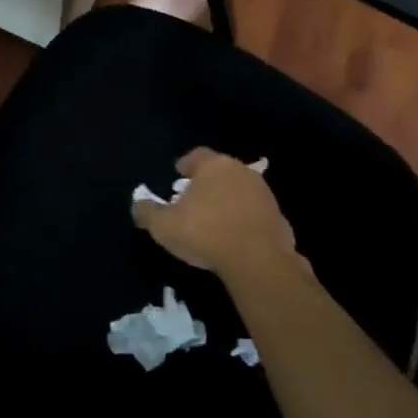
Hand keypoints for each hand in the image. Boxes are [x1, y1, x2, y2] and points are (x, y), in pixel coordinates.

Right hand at [132, 148, 298, 278]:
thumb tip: (138, 204)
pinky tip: (235, 238)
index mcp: (214, 166)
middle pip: (220, 171)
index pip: (197, 156)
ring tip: (214, 220)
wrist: (259, 261)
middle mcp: (241, 172)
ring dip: (228, 201)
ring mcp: (264, 194)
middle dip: (207, 183)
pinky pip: (255, 215)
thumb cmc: (206, 233)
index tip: (178, 174)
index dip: (185, 164)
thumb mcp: (164, 226)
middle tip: (193, 199)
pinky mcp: (279, 218)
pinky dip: (244, 221)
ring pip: (240, 191)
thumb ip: (147, 212)